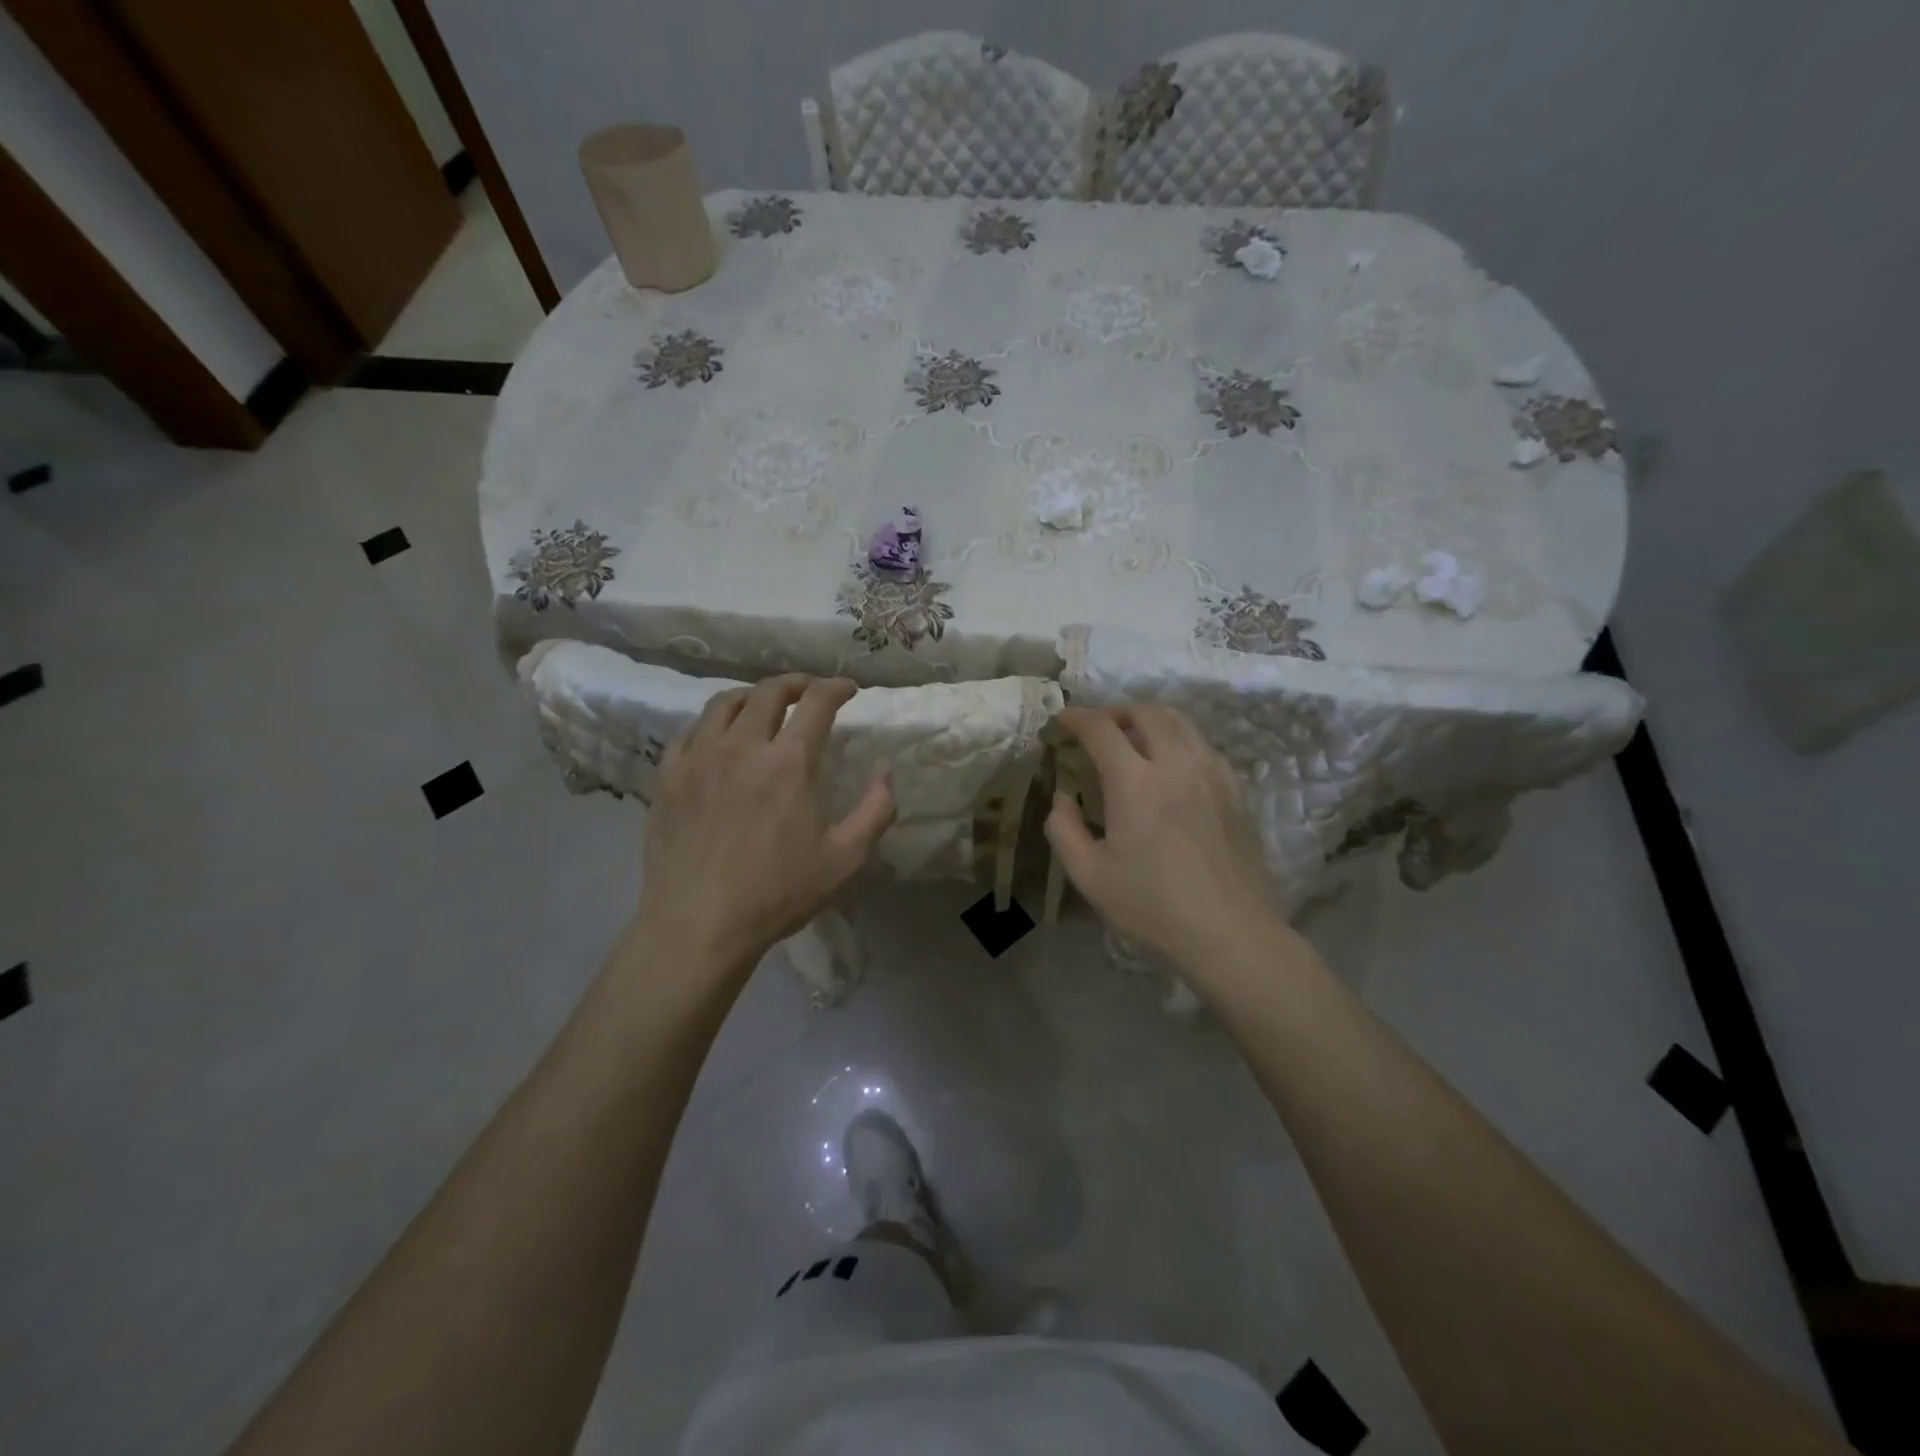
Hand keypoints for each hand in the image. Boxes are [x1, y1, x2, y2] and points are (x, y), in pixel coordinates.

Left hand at [635, 675, 894, 975]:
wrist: (698, 924)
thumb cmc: (777, 894)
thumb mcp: (844, 859)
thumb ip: (875, 812)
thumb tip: (885, 776)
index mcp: (789, 762)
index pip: (816, 702)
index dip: (836, 688)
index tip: (848, 690)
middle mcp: (743, 746)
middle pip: (768, 691)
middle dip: (795, 683)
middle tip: (808, 691)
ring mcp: (699, 758)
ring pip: (724, 703)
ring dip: (751, 695)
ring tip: (763, 705)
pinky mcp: (668, 777)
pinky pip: (688, 732)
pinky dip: (711, 723)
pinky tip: (717, 737)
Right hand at [1046, 704, 1283, 971]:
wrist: (1230, 932)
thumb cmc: (1152, 906)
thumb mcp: (1090, 876)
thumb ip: (1064, 829)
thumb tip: (1062, 797)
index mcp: (1135, 782)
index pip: (1101, 728)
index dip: (1077, 717)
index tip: (1064, 719)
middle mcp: (1176, 764)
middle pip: (1146, 712)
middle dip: (1115, 712)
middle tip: (1098, 728)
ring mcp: (1212, 773)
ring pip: (1180, 721)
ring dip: (1150, 720)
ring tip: (1134, 739)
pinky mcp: (1236, 789)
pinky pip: (1203, 745)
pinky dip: (1180, 740)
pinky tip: (1172, 765)